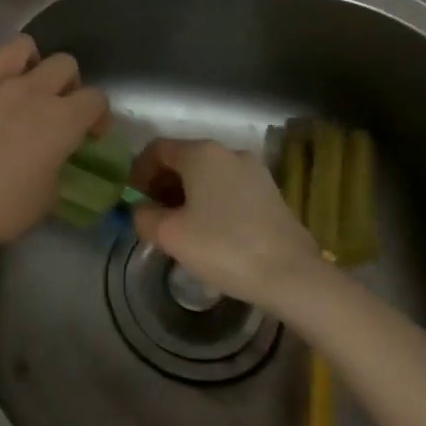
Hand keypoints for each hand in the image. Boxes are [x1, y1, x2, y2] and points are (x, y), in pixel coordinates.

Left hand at [0, 34, 108, 268]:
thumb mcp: (43, 202)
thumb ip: (55, 171)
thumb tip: (51, 161)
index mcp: (61, 121)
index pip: (96, 100)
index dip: (98, 115)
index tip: (90, 133)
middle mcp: (30, 91)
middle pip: (64, 64)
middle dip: (68, 82)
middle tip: (57, 105)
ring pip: (21, 45)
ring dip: (29, 59)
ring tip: (22, 77)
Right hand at [129, 138, 327, 310]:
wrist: (292, 276)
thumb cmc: (224, 247)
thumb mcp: (169, 235)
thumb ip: (144, 216)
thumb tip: (141, 210)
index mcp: (201, 153)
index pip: (157, 149)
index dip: (138, 171)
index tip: (133, 198)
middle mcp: (228, 152)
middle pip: (183, 159)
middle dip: (162, 183)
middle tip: (153, 214)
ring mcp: (254, 171)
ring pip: (207, 174)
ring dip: (187, 193)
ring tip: (180, 226)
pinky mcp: (271, 192)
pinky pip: (228, 187)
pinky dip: (211, 200)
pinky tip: (210, 231)